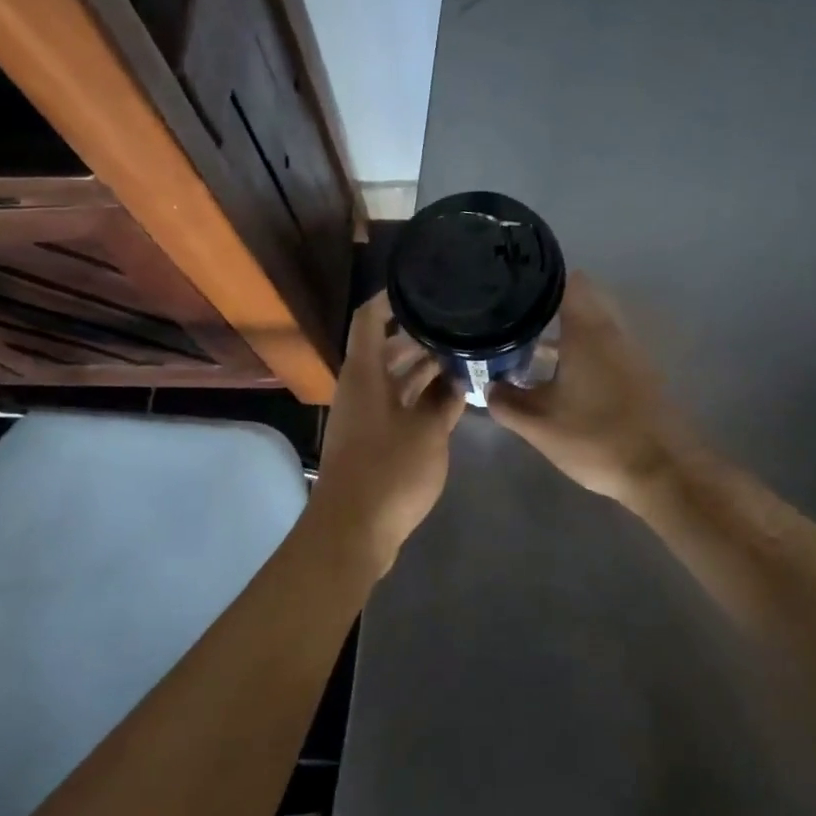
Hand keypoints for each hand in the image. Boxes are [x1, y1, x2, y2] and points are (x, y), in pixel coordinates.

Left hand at [308, 291, 465, 571]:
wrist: (354, 529)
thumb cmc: (389, 471)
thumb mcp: (428, 432)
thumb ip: (445, 401)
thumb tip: (457, 380)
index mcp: (364, 374)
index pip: (369, 319)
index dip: (390, 298)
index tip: (421, 285)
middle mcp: (359, 388)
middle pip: (385, 349)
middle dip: (418, 336)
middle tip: (457, 325)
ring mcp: (364, 416)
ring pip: (392, 379)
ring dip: (422, 369)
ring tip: (462, 356)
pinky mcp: (371, 440)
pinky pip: (396, 405)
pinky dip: (419, 397)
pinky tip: (450, 398)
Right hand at [487, 273, 695, 506]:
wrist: (664, 472)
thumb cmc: (597, 439)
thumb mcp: (540, 426)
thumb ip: (507, 403)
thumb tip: (489, 387)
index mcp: (587, 332)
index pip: (568, 282)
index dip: (540, 278)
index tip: (512, 287)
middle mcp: (612, 332)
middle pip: (582, 300)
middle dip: (549, 306)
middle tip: (515, 319)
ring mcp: (631, 353)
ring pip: (594, 325)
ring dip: (566, 331)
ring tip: (530, 347)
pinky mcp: (641, 374)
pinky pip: (606, 347)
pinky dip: (583, 351)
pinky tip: (561, 377)